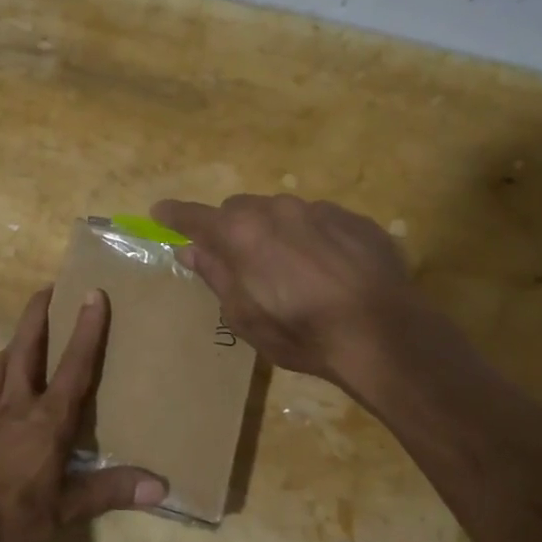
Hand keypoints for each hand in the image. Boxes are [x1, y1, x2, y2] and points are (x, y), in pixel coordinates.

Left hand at [0, 286, 166, 541]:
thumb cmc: (11, 513)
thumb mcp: (66, 510)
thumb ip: (110, 492)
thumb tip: (160, 487)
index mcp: (48, 420)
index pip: (74, 366)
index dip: (87, 330)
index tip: (93, 293)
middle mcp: (16, 407)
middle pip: (25, 350)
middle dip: (37, 317)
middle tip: (45, 289)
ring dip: (10, 347)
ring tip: (18, 340)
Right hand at [151, 193, 439, 383]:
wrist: (382, 332)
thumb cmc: (300, 331)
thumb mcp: (244, 315)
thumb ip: (215, 275)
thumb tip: (189, 249)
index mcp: (240, 233)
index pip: (194, 216)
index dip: (174, 215)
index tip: (160, 211)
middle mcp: (276, 209)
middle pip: (239, 209)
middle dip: (231, 228)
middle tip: (238, 260)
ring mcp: (319, 209)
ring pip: (282, 212)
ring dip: (275, 232)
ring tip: (290, 269)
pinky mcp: (355, 219)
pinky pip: (320, 220)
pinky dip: (312, 237)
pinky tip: (328, 269)